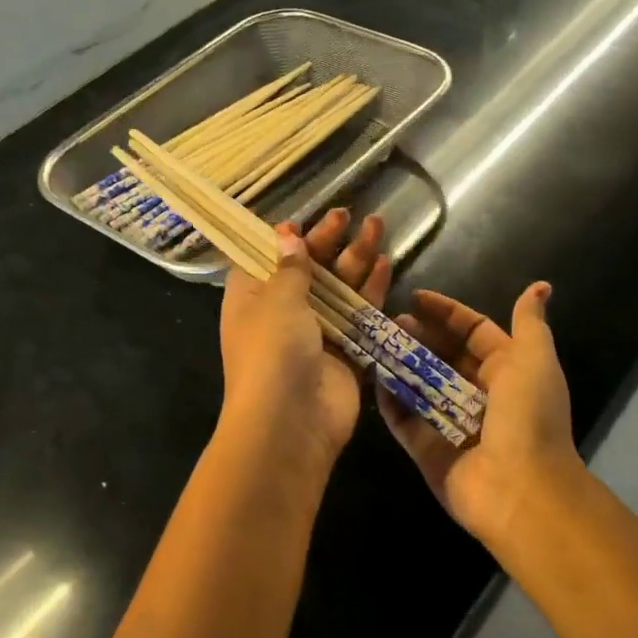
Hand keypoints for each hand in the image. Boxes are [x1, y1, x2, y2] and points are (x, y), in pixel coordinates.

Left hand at [219, 208, 391, 465]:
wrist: (291, 422)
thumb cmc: (272, 352)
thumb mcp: (276, 300)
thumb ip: (290, 268)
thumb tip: (287, 236)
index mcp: (251, 298)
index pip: (265, 259)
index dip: (284, 239)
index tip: (303, 220)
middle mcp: (281, 313)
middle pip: (308, 269)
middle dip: (329, 241)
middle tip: (349, 214)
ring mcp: (315, 333)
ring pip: (338, 288)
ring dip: (356, 259)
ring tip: (377, 225)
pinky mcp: (345, 352)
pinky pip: (360, 315)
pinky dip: (372, 291)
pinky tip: (386, 265)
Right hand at [375, 283, 583, 548]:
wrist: (521, 490)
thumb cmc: (529, 417)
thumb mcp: (534, 360)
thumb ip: (529, 323)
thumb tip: (540, 286)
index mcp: (509, 370)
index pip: (474, 332)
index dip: (447, 313)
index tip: (415, 297)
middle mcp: (480, 395)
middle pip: (444, 356)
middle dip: (419, 335)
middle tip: (389, 320)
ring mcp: (451, 423)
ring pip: (420, 384)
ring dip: (399, 362)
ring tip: (374, 340)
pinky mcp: (427, 449)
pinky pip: (404, 419)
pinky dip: (389, 399)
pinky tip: (371, 376)